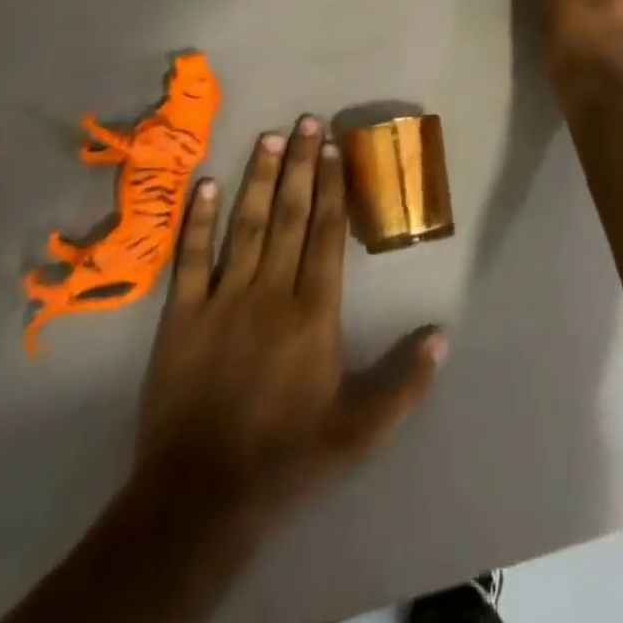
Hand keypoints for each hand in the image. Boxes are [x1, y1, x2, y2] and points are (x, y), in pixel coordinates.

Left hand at [132, 117, 445, 524]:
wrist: (199, 500)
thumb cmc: (288, 457)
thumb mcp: (360, 432)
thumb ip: (405, 383)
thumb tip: (442, 334)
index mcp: (314, 312)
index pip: (326, 233)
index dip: (332, 185)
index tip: (334, 147)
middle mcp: (271, 292)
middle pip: (291, 215)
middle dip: (301, 164)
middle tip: (307, 121)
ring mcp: (223, 301)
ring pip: (246, 225)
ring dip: (259, 179)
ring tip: (269, 138)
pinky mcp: (181, 318)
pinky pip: (191, 259)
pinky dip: (197, 221)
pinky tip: (205, 185)